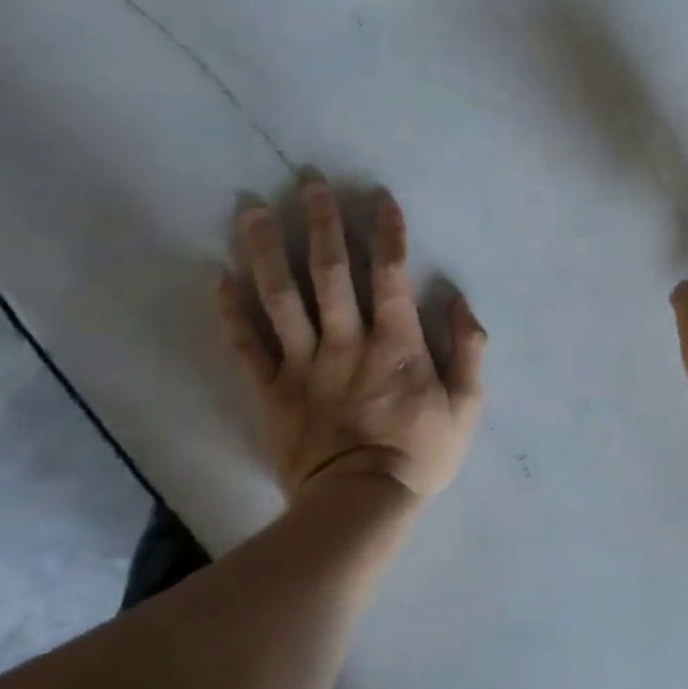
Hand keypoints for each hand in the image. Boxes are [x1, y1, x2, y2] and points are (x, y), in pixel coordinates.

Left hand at [219, 183, 486, 500]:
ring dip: (266, 251)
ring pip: (280, 298)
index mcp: (395, 342)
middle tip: (308, 183)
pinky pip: (247, 346)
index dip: (386, 232)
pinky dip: (231, 312)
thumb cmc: (421, 453)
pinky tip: (219, 278)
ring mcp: (302, 365)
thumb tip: (459, 300)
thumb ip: (468, 349)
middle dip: (321, 224)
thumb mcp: (468, 405)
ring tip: (253, 211)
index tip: (378, 197)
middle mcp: (346, 341)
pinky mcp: (271, 391)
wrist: (360, 506)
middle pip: (329, 273)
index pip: (390, 274)